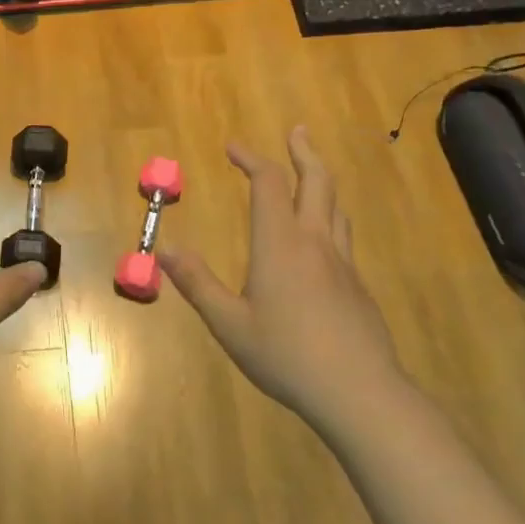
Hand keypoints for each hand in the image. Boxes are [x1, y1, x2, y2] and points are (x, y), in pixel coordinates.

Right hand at [160, 126, 400, 418]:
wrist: (359, 392)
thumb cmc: (286, 355)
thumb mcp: (229, 324)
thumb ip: (197, 283)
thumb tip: (165, 249)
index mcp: (280, 244)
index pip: (268, 184)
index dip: (251, 159)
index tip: (233, 147)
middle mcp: (315, 242)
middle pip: (316, 181)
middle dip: (303, 152)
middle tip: (295, 131)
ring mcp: (342, 263)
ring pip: (335, 206)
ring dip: (321, 180)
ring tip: (310, 173)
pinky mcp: (358, 285)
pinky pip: (342, 235)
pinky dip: (328, 216)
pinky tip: (320, 238)